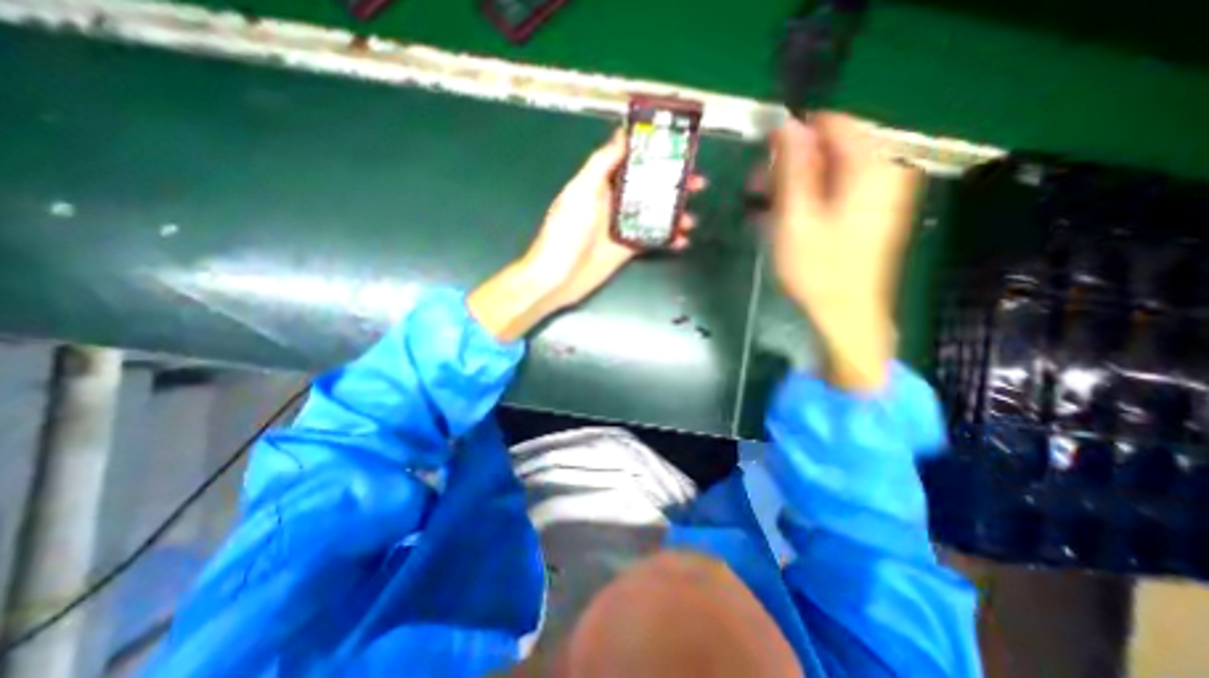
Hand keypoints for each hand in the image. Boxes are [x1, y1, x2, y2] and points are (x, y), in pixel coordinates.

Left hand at [468, 126, 704, 337]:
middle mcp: (614, 202)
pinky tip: (682, 240)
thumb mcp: (581, 191)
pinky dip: (668, 238)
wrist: (558, 277)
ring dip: (674, 214)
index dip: (654, 153)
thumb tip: (622, 135)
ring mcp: (622, 226)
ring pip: (654, 214)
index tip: (679, 147)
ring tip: (691, 219)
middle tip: (698, 183)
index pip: (632, 161)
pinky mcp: (627, 249)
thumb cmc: (566, 232)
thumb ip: (601, 164)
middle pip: (649, 187)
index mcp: (602, 183)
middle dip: (673, 184)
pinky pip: (652, 239)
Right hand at [770, 112, 922, 388]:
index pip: (832, 124)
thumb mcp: (795, 218)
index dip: (793, 136)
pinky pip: (836, 191)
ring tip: (765, 209)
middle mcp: (883, 171)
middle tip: (757, 192)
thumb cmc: (817, 270)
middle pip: (832, 148)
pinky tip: (785, 220)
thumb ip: (791, 169)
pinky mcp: (871, 213)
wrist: (845, 315)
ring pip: (831, 171)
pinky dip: (808, 200)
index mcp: (870, 167)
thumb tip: (784, 126)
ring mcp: (880, 194)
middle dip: (790, 165)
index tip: (762, 160)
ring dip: (794, 185)